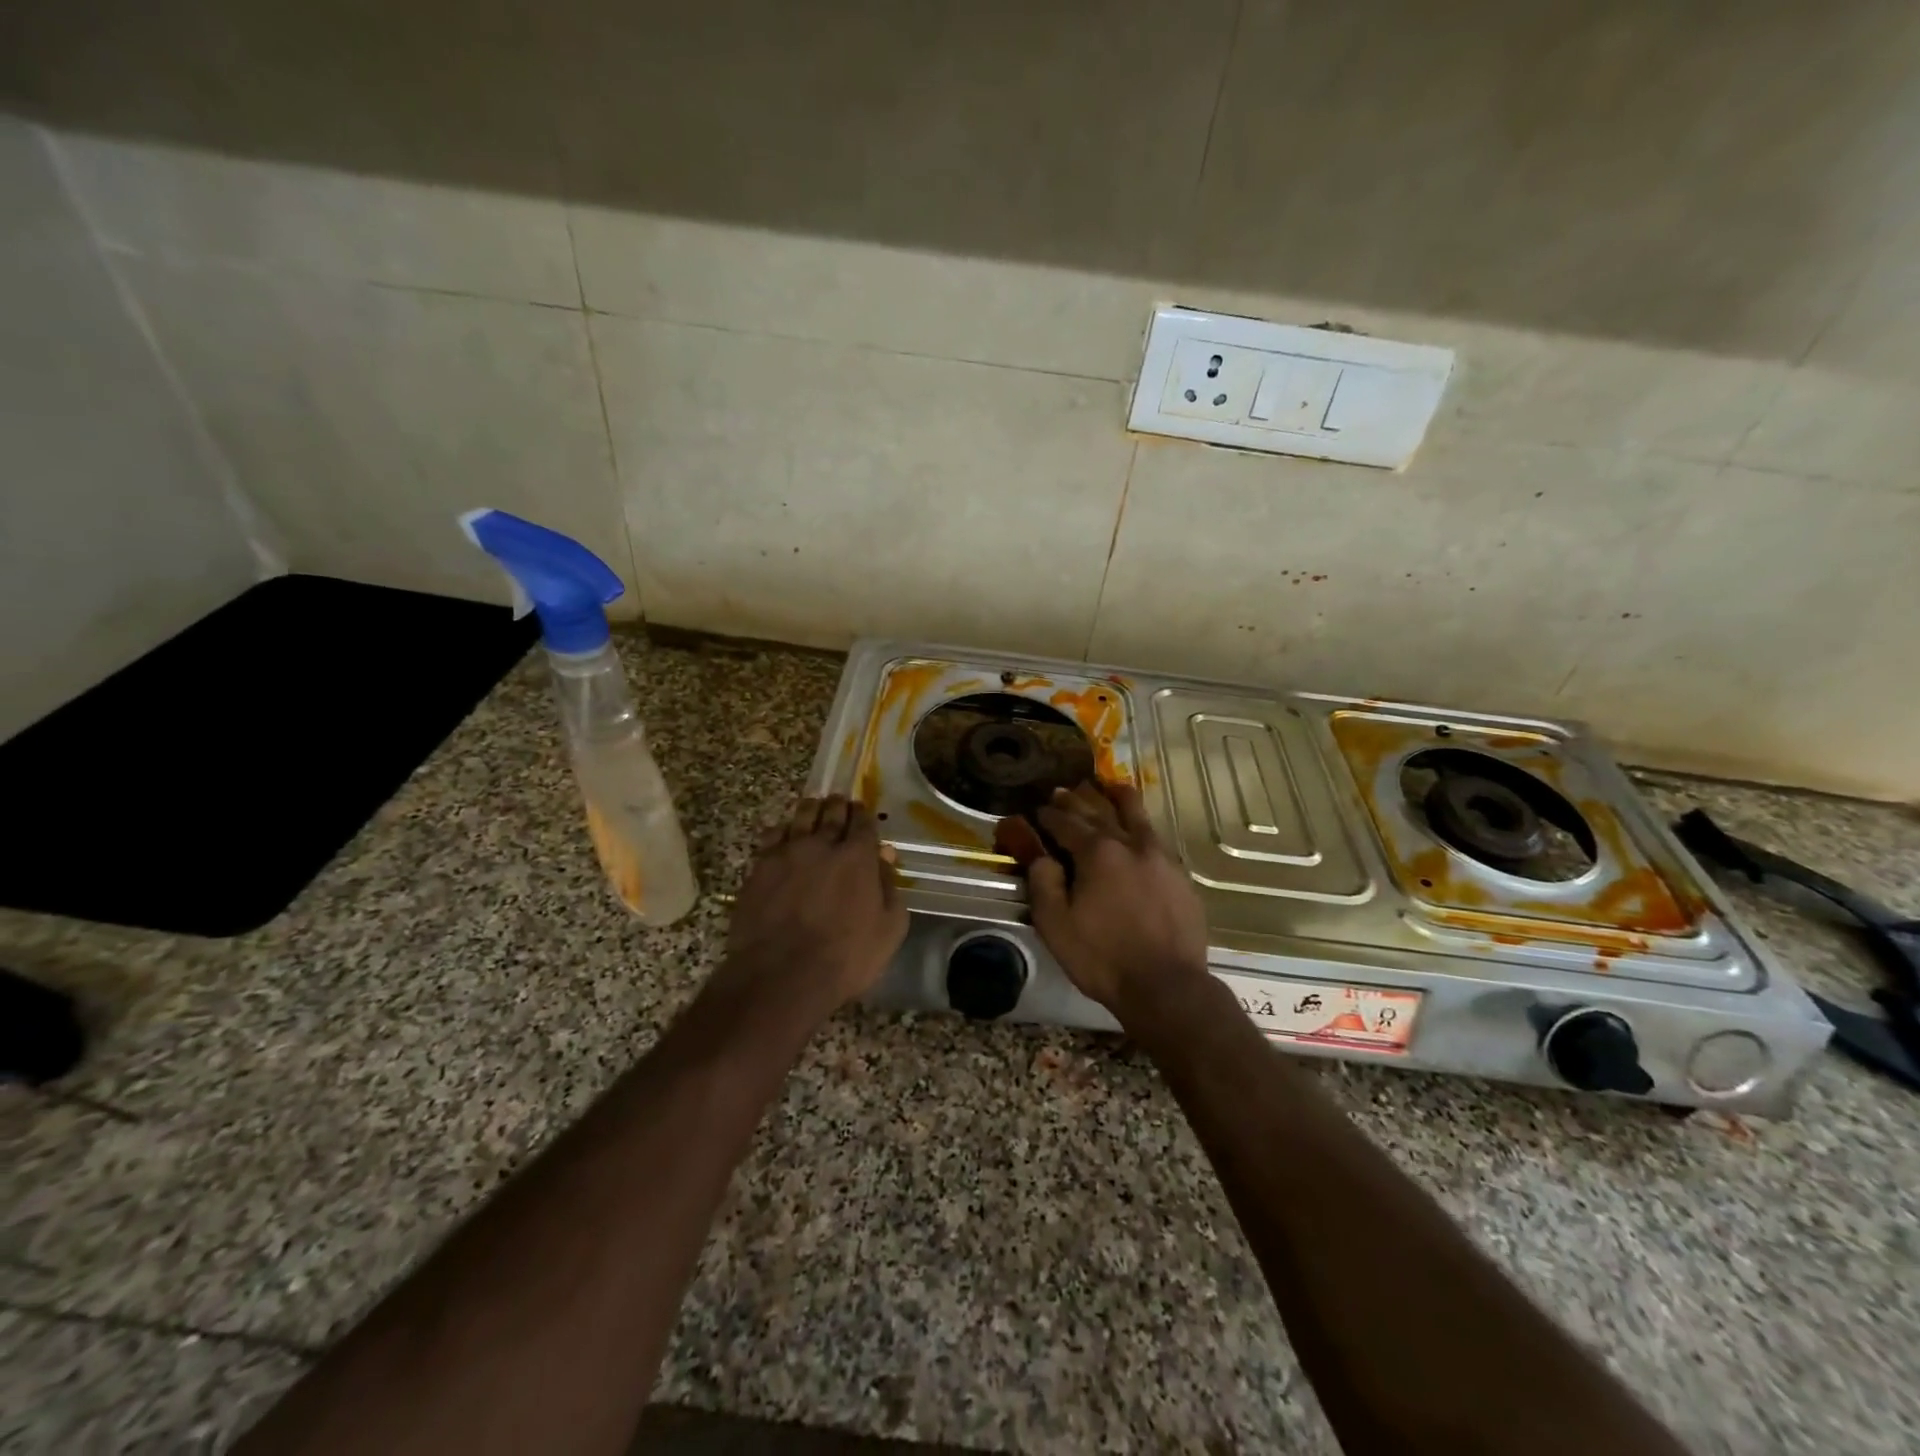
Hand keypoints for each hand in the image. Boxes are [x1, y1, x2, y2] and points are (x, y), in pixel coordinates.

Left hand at [725, 794, 908, 1018]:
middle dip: (838, 805)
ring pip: (800, 817)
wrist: (782, 976)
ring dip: (810, 809)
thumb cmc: (846, 957)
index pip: (863, 823)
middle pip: (831, 813)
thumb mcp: (889, 929)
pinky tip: (782, 833)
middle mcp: (822, 844)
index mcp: (858, 857)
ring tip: (813, 807)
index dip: (863, 815)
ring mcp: (787, 853)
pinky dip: (781, 830)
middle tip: (839, 802)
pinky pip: (771, 836)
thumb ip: (889, 887)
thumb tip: (885, 857)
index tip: (862, 811)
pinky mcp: (760, 868)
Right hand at [998, 782, 1210, 1021]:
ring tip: (1109, 786)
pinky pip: (1156, 838)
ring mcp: (1160, 857)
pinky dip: (1140, 826)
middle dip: (1077, 800)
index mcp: (1097, 853)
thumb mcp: (1056, 924)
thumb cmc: (1103, 957)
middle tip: (1062, 791)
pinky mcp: (1180, 875)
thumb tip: (1039, 853)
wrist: (1167, 986)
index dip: (1048, 815)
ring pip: (1136, 815)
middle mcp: (1130, 844)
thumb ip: (1043, 881)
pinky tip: (1138, 830)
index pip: (1065, 823)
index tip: (1036, 810)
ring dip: (1118, 798)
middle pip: (1100, 811)